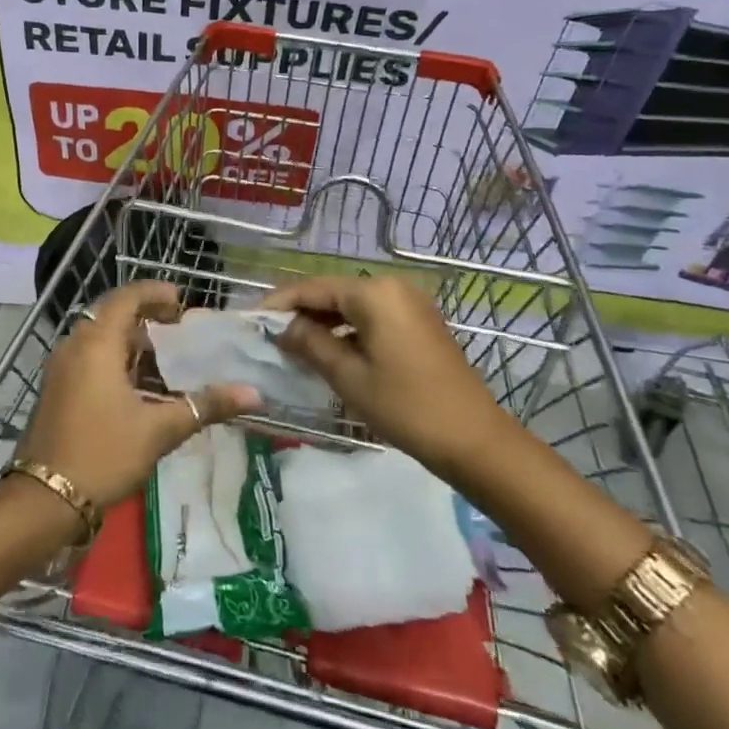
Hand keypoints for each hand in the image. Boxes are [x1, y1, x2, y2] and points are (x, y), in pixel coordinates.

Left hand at [16, 281, 260, 511]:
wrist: (45, 499)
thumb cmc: (103, 453)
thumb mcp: (159, 430)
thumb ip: (204, 406)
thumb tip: (253, 394)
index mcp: (97, 344)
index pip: (126, 298)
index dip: (153, 292)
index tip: (180, 300)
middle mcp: (75, 346)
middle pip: (111, 315)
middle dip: (144, 316)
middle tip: (176, 326)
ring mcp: (61, 368)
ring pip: (99, 338)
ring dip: (129, 341)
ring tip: (164, 357)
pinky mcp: (57, 389)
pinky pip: (88, 358)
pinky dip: (114, 359)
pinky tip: (137, 386)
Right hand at [262, 275, 507, 475]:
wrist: (475, 441)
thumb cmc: (407, 407)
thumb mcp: (349, 377)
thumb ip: (311, 344)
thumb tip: (282, 327)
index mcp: (374, 293)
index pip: (313, 288)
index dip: (280, 303)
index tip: (252, 321)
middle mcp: (392, 287)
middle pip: (333, 293)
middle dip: (301, 313)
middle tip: (270, 337)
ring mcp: (409, 303)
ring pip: (352, 306)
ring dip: (324, 323)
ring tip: (294, 347)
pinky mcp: (419, 323)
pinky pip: (372, 317)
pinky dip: (348, 330)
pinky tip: (331, 352)